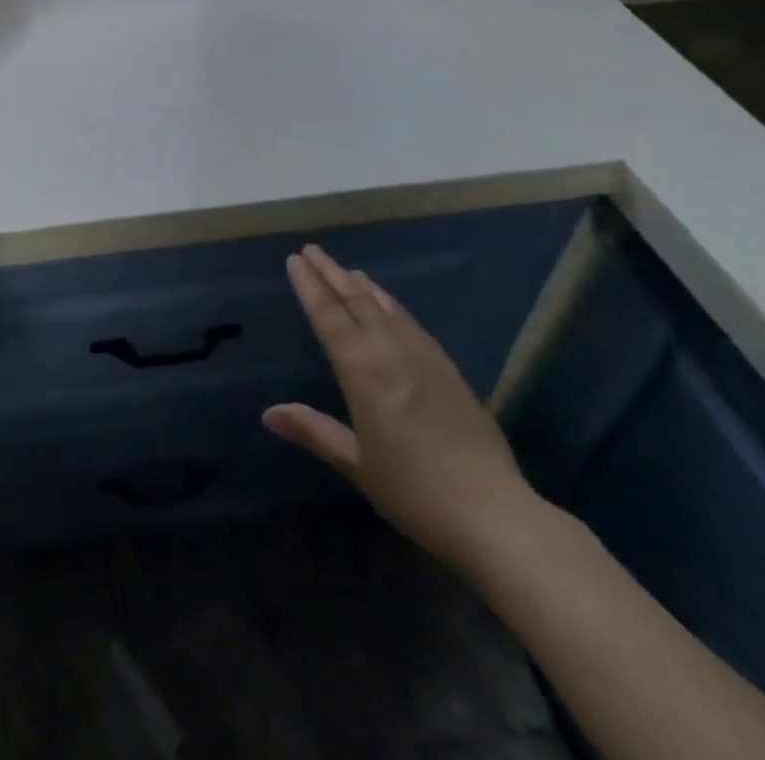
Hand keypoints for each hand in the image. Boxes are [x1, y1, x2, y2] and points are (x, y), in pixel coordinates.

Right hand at [263, 244, 540, 570]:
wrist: (495, 514)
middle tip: (312, 250)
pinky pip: (412, 323)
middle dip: (332, 274)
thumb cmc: (415, 492)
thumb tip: (269, 413)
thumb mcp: (357, 465)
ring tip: (346, 269)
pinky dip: (392, 305)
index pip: (329, 316)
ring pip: (387, 308)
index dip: (310, 286)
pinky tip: (390, 306)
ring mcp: (425, 358)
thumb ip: (313, 431)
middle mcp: (392, 353)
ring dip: (362, 285)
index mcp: (363, 371)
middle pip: (357, 301)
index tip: (295, 260)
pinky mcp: (449, 370)